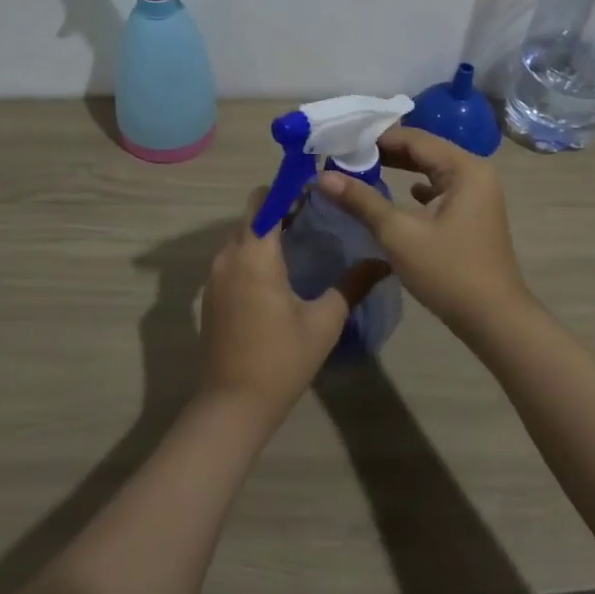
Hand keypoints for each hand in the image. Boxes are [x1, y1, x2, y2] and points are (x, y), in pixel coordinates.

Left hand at [197, 189, 385, 422]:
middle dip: (280, 207)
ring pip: (242, 236)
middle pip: (252, 215)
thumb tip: (382, 261)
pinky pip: (234, 257)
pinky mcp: (212, 294)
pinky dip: (255, 251)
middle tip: (317, 212)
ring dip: (268, 230)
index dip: (287, 189)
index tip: (316, 188)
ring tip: (304, 236)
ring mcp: (215, 276)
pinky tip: (282, 269)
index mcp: (255, 255)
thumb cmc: (281, 360)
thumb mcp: (325, 322)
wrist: (232, 405)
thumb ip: (353, 285)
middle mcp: (228, 256)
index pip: (264, 201)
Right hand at [316, 127, 532, 339]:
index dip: (376, 139)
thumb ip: (361, 201)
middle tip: (346, 157)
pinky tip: (399, 195)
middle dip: (385, 153)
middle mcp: (475, 173)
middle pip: (424, 151)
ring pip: (432, 170)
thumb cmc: (448, 272)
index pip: (414, 139)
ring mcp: (478, 194)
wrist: (494, 321)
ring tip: (362, 171)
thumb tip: (323, 177)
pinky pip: (441, 190)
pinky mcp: (474, 215)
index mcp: (464, 168)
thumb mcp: (398, 234)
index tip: (342, 144)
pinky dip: (417, 188)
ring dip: (399, 170)